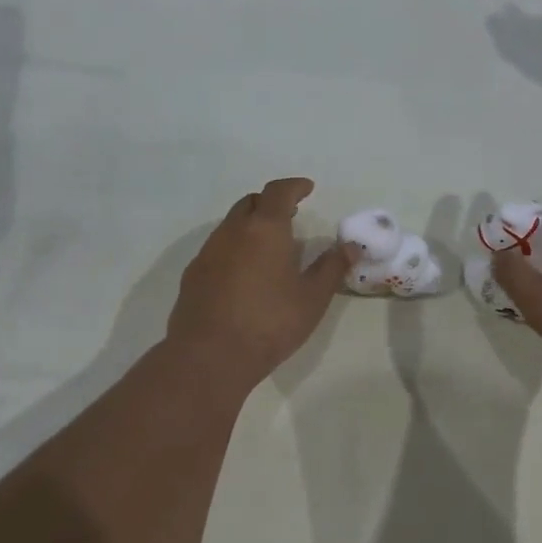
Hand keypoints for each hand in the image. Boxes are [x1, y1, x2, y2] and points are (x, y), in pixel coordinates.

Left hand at [168, 177, 349, 386]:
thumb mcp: (312, 298)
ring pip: (230, 226)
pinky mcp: (192, 276)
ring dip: (250, 227)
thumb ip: (331, 268)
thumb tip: (349, 246)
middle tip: (289, 217)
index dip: (294, 187)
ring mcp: (207, 253)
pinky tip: (243, 275)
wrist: (210, 355)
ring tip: (268, 248)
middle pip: (250, 203)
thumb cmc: (270, 323)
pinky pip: (217, 250)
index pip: (278, 192)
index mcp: (264, 229)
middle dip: (270, 204)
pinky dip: (234, 250)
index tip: (307, 189)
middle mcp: (232, 232)